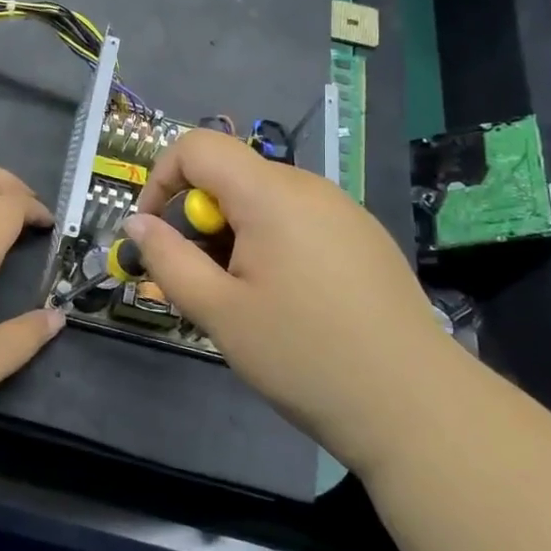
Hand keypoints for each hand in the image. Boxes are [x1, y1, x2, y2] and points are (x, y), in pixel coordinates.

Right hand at [126, 130, 442, 448]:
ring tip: (245, 300)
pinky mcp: (364, 236)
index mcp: (270, 194)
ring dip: (234, 235)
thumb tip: (136, 223)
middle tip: (203, 283)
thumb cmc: (303, 355)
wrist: (414, 405)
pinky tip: (290, 302)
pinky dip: (272, 244)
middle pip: (231, 175)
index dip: (161, 179)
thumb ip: (168, 259)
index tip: (155, 233)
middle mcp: (309, 187)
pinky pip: (298, 220)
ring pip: (264, 200)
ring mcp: (343, 210)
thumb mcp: (218, 312)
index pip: (197, 146)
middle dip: (200, 220)